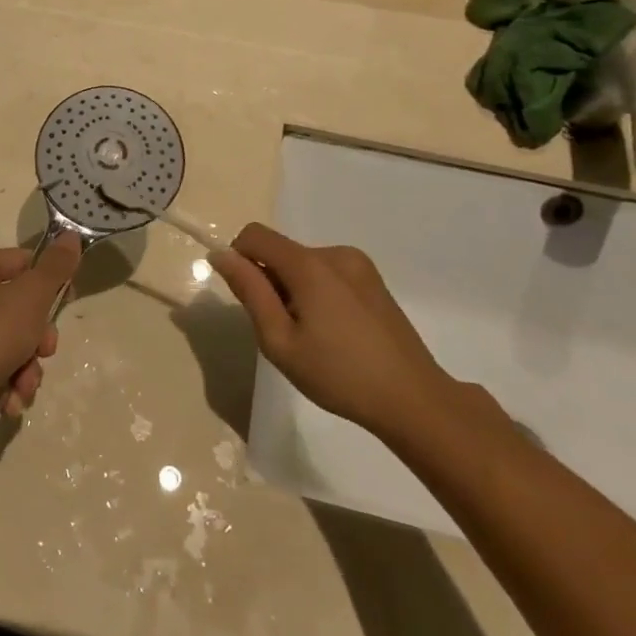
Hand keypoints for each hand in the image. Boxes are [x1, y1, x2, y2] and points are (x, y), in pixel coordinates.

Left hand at [0, 238, 79, 439]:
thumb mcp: (31, 296)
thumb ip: (55, 267)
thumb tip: (70, 235)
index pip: (22, 262)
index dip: (49, 281)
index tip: (68, 300)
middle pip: (20, 307)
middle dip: (38, 336)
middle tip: (45, 349)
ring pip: (13, 342)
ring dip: (28, 366)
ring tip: (24, 381)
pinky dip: (9, 383)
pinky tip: (10, 397)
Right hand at [209, 223, 452, 440]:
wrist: (413, 400)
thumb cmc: (339, 374)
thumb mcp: (280, 340)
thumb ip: (250, 292)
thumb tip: (222, 255)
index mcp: (310, 265)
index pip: (255, 235)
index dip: (239, 259)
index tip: (248, 299)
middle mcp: (334, 253)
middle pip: (281, 251)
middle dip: (270, 281)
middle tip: (285, 331)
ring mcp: (359, 265)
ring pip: (303, 263)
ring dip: (294, 288)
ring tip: (313, 335)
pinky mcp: (373, 280)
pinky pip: (327, 272)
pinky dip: (317, 292)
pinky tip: (335, 331)